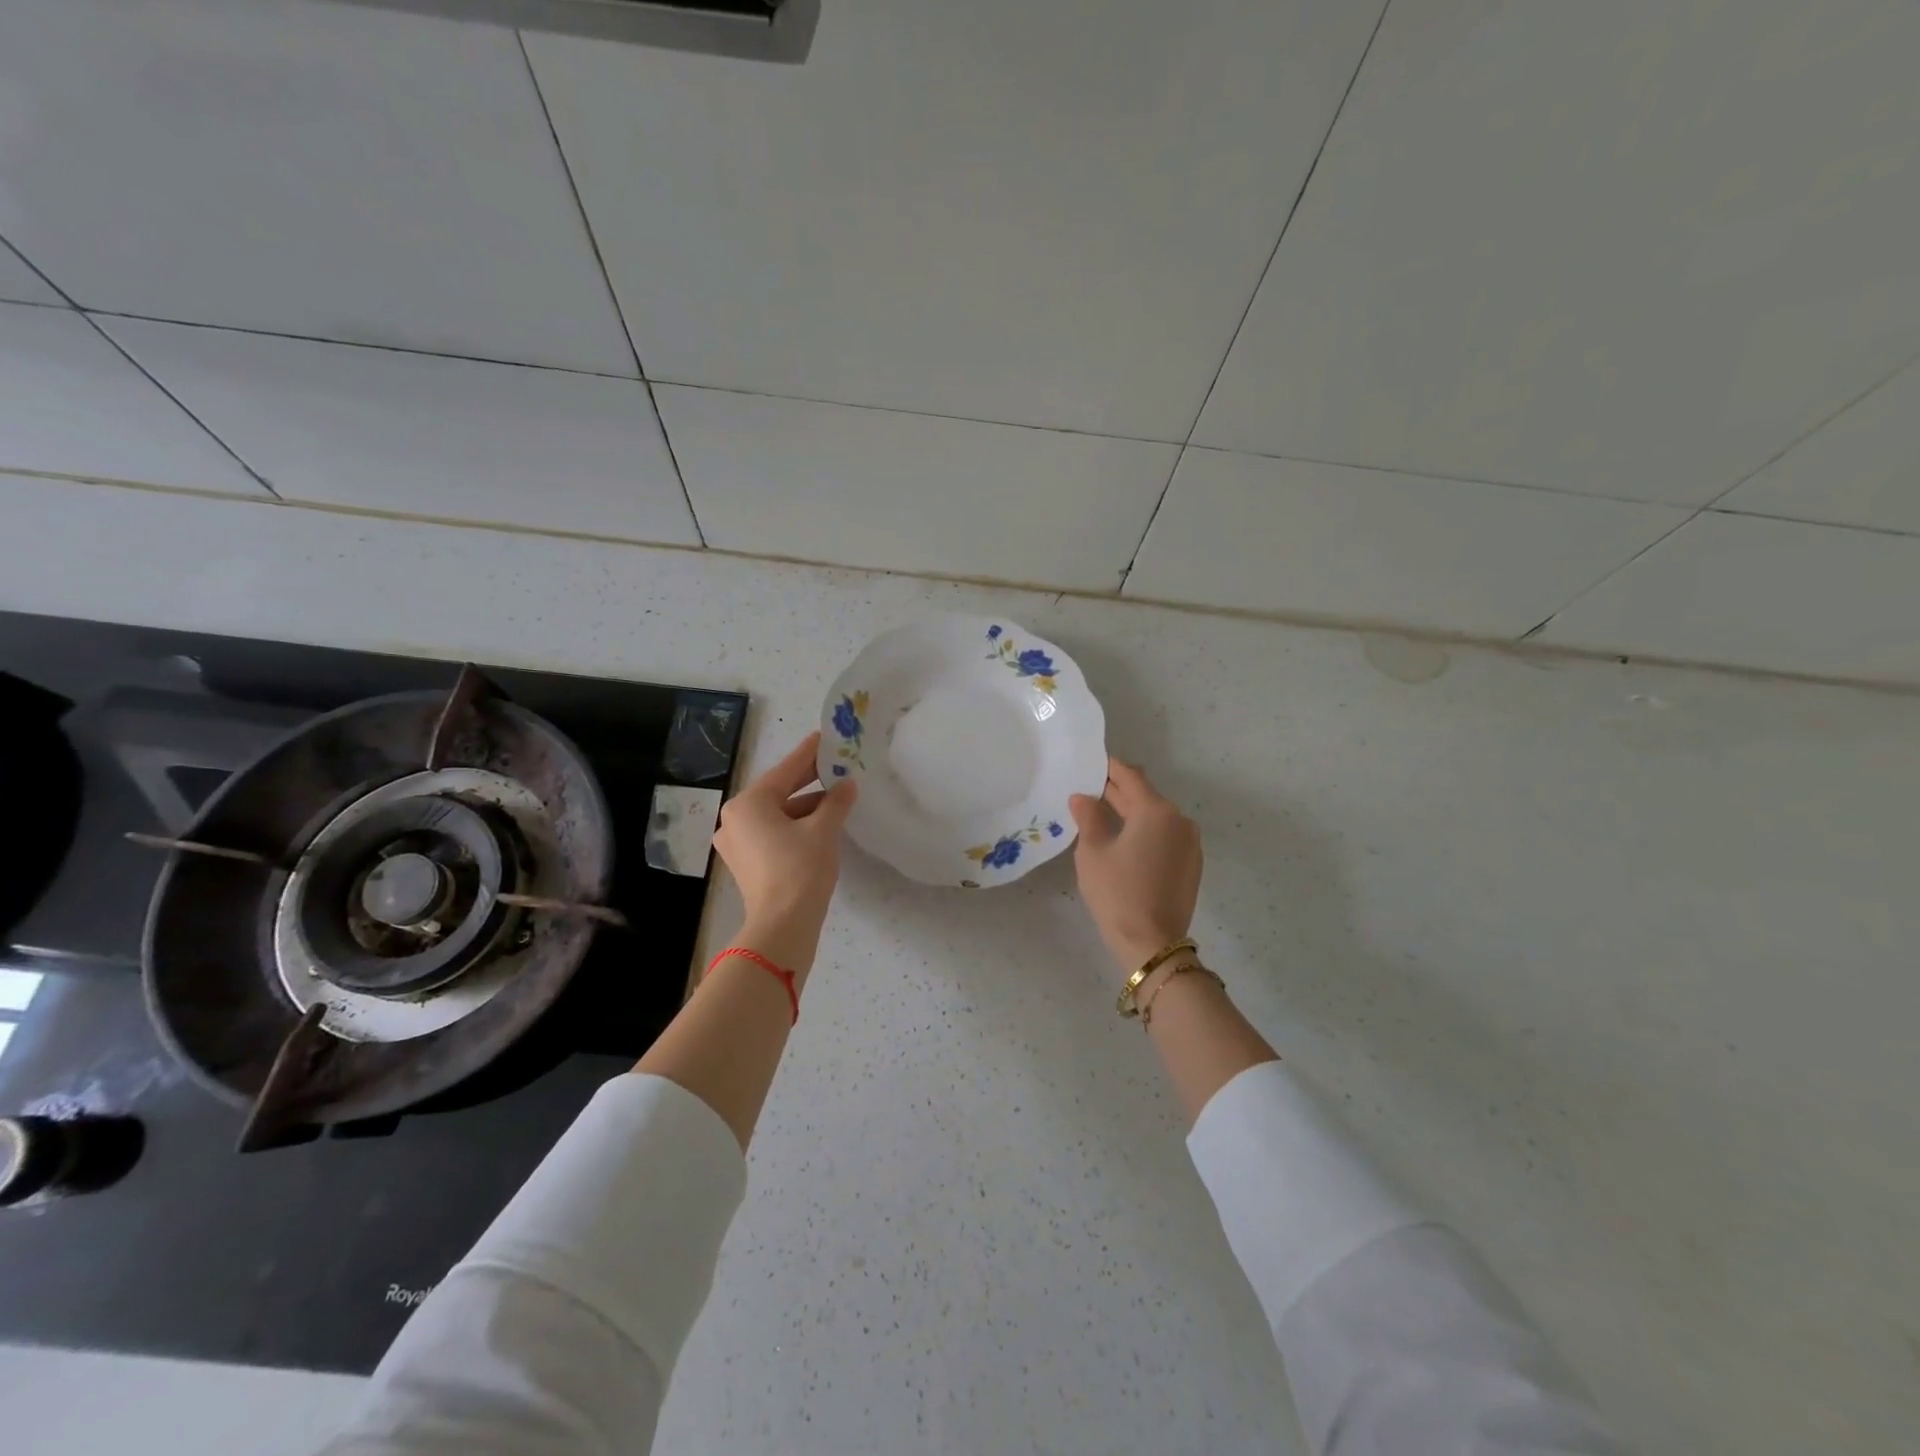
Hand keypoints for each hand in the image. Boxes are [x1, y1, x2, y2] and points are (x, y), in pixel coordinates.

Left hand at [712, 731, 857, 974]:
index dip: (809, 754)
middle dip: (809, 782)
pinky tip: (821, 824)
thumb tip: (847, 785)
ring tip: (837, 799)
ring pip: (776, 814)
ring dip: (805, 807)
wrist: (782, 926)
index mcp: (748, 804)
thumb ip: (836, 801)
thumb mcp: (824, 830)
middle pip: (778, 792)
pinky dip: (795, 826)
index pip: (785, 770)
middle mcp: (734, 819)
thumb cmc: (800, 869)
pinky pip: (772, 833)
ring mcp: (736, 843)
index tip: (825, 738)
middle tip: (835, 766)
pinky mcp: (745, 863)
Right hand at [1068, 758, 1202, 972]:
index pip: (1131, 777)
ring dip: (1132, 813)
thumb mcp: (1093, 852)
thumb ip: (1089, 817)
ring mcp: (1190, 844)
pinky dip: (1145, 832)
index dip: (1110, 767)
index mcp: (1156, 811)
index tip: (1092, 762)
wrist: (1152, 944)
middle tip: (1089, 788)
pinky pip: (1165, 837)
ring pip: (1156, 818)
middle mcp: (1179, 820)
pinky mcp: (1191, 865)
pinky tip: (1124, 841)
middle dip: (1118, 792)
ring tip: (1102, 815)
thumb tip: (1082, 798)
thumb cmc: (1117, 892)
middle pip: (1145, 796)